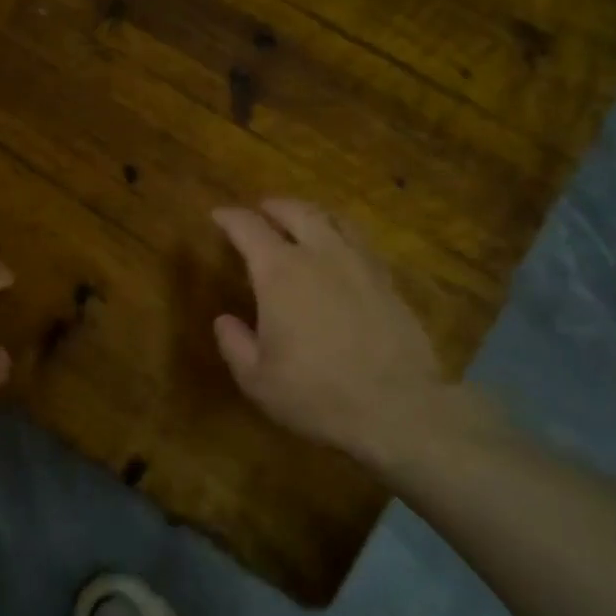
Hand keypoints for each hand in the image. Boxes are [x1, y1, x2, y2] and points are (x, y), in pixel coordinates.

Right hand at [211, 200, 474, 469]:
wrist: (398, 408)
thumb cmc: (315, 394)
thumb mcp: (256, 379)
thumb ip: (235, 344)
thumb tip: (224, 320)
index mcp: (280, 273)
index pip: (249, 229)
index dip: (230, 218)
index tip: (218, 215)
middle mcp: (320, 255)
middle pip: (296, 212)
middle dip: (274, 206)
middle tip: (261, 209)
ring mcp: (360, 265)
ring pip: (334, 220)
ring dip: (311, 213)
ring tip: (302, 218)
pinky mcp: (388, 281)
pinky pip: (360, 242)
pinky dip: (342, 234)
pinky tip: (340, 249)